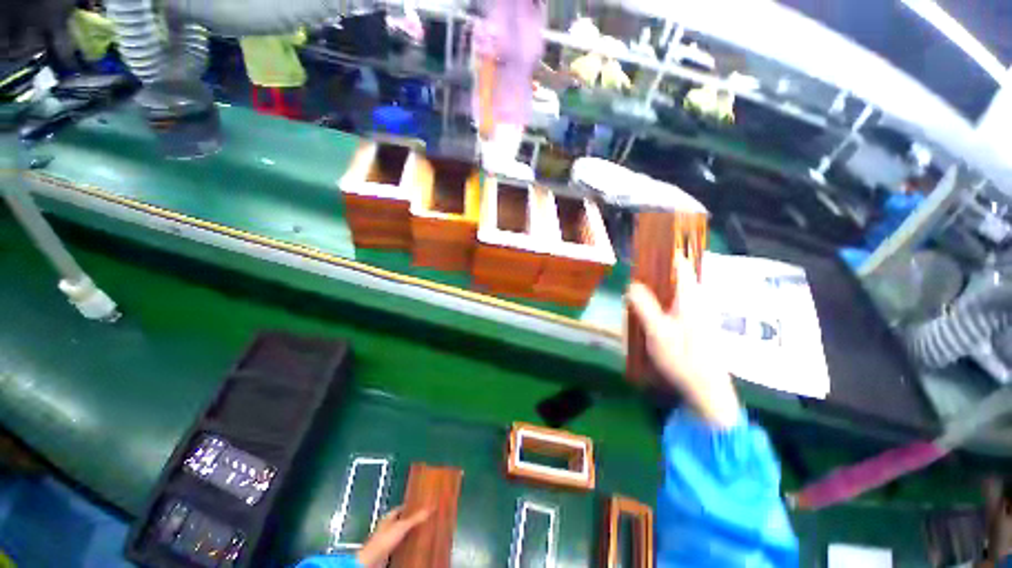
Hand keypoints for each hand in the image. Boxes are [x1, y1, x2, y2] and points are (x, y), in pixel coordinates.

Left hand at [356, 506, 430, 567]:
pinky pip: (399, 545)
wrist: (372, 560)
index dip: (411, 507)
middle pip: (402, 520)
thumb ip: (416, 518)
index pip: (402, 508)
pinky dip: (406, 544)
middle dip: (412, 520)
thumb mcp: (403, 526)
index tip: (422, 507)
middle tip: (425, 520)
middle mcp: (387, 526)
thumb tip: (431, 507)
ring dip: (409, 534)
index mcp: (388, 517)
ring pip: (401, 533)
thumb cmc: (384, 540)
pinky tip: (413, 546)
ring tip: (422, 533)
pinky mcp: (387, 551)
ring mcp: (386, 539)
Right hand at [627, 256, 740, 427]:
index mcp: (690, 296)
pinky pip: (675, 304)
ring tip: (637, 304)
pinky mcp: (696, 322)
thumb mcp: (657, 331)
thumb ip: (644, 305)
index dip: (661, 254)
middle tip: (632, 287)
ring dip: (654, 293)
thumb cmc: (682, 358)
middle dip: (652, 277)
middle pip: (674, 276)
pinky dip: (660, 304)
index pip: (680, 263)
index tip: (641, 255)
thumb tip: (632, 284)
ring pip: (673, 291)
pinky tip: (649, 318)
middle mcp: (697, 299)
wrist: (707, 388)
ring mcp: (698, 311)